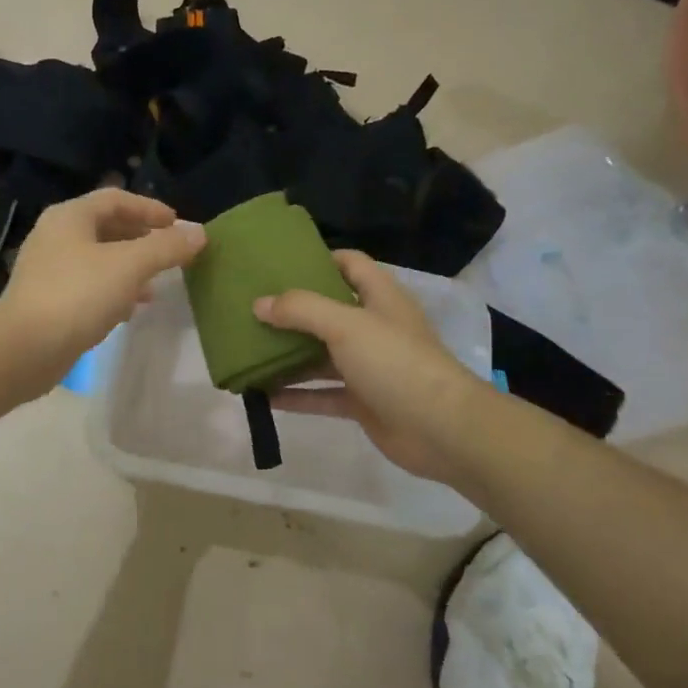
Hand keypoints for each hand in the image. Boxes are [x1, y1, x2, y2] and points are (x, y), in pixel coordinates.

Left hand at [0, 188, 206, 389]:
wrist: (24, 348)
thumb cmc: (78, 295)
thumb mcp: (129, 266)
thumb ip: (166, 248)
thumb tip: (199, 233)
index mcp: (70, 217)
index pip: (115, 199)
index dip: (149, 208)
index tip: (177, 224)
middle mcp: (55, 236)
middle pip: (105, 227)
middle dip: (141, 239)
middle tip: (169, 253)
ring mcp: (48, 270)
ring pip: (98, 260)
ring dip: (129, 268)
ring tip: (155, 285)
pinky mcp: (47, 301)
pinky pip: (87, 286)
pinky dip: (112, 291)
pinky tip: (129, 310)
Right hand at [254, 251, 481, 480]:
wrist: (440, 429)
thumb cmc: (395, 362)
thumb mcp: (346, 325)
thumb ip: (301, 310)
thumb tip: (259, 304)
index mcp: (380, 298)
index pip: (350, 265)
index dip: (319, 258)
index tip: (279, 261)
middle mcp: (374, 328)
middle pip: (328, 311)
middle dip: (292, 311)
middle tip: (251, 307)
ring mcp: (368, 367)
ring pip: (320, 356)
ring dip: (288, 355)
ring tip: (248, 351)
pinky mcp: (362, 402)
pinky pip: (321, 394)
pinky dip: (295, 395)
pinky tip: (262, 395)